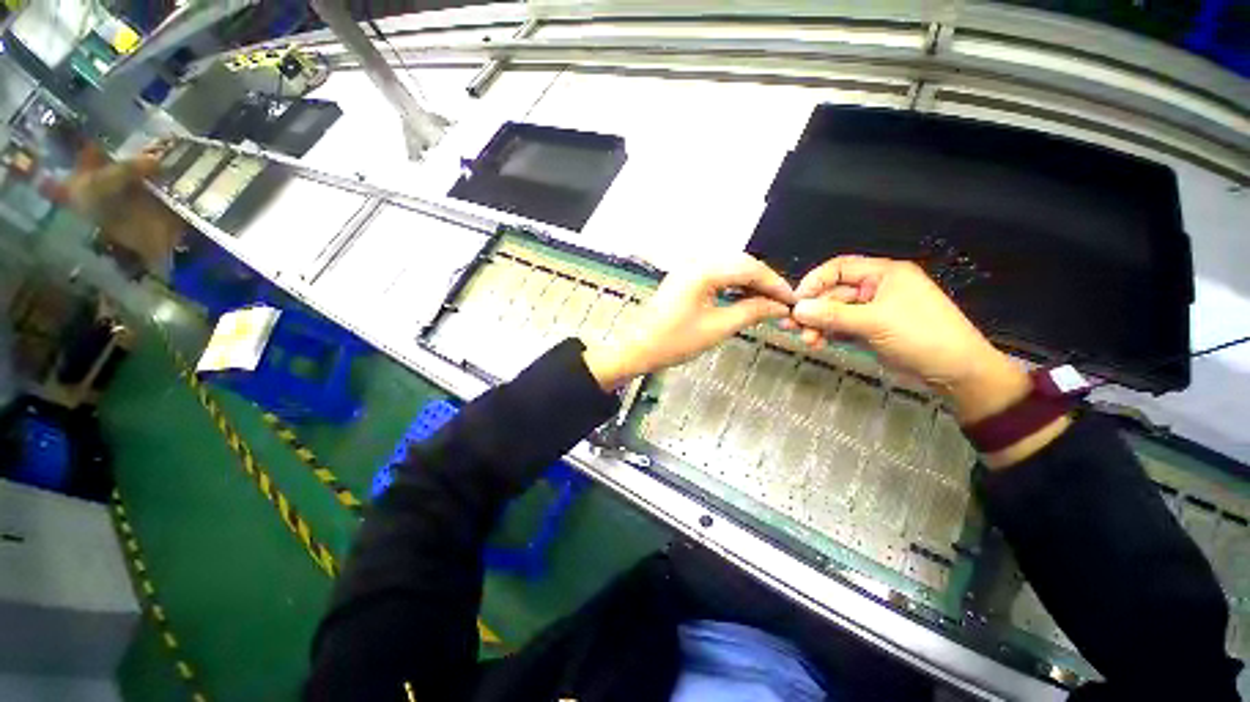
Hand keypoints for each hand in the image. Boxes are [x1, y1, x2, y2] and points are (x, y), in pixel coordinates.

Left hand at [583, 254, 795, 389]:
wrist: (637, 348)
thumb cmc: (674, 341)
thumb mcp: (716, 328)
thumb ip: (750, 312)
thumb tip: (779, 306)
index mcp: (703, 270)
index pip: (750, 268)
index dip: (774, 283)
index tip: (793, 300)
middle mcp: (696, 261)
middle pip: (740, 263)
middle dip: (764, 281)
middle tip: (782, 302)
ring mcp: (688, 269)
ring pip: (729, 268)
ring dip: (749, 283)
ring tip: (767, 302)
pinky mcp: (684, 279)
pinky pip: (716, 275)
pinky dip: (733, 286)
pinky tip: (743, 298)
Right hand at [788, 256, 1028, 424]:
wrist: (955, 372)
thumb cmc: (921, 335)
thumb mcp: (875, 322)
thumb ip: (833, 314)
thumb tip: (797, 309)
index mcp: (883, 274)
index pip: (838, 268)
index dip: (814, 282)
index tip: (795, 302)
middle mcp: (875, 289)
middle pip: (833, 293)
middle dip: (813, 310)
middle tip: (793, 327)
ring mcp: (872, 311)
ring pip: (834, 313)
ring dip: (818, 325)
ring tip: (808, 341)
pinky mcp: (869, 331)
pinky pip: (841, 328)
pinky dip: (828, 335)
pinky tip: (818, 344)